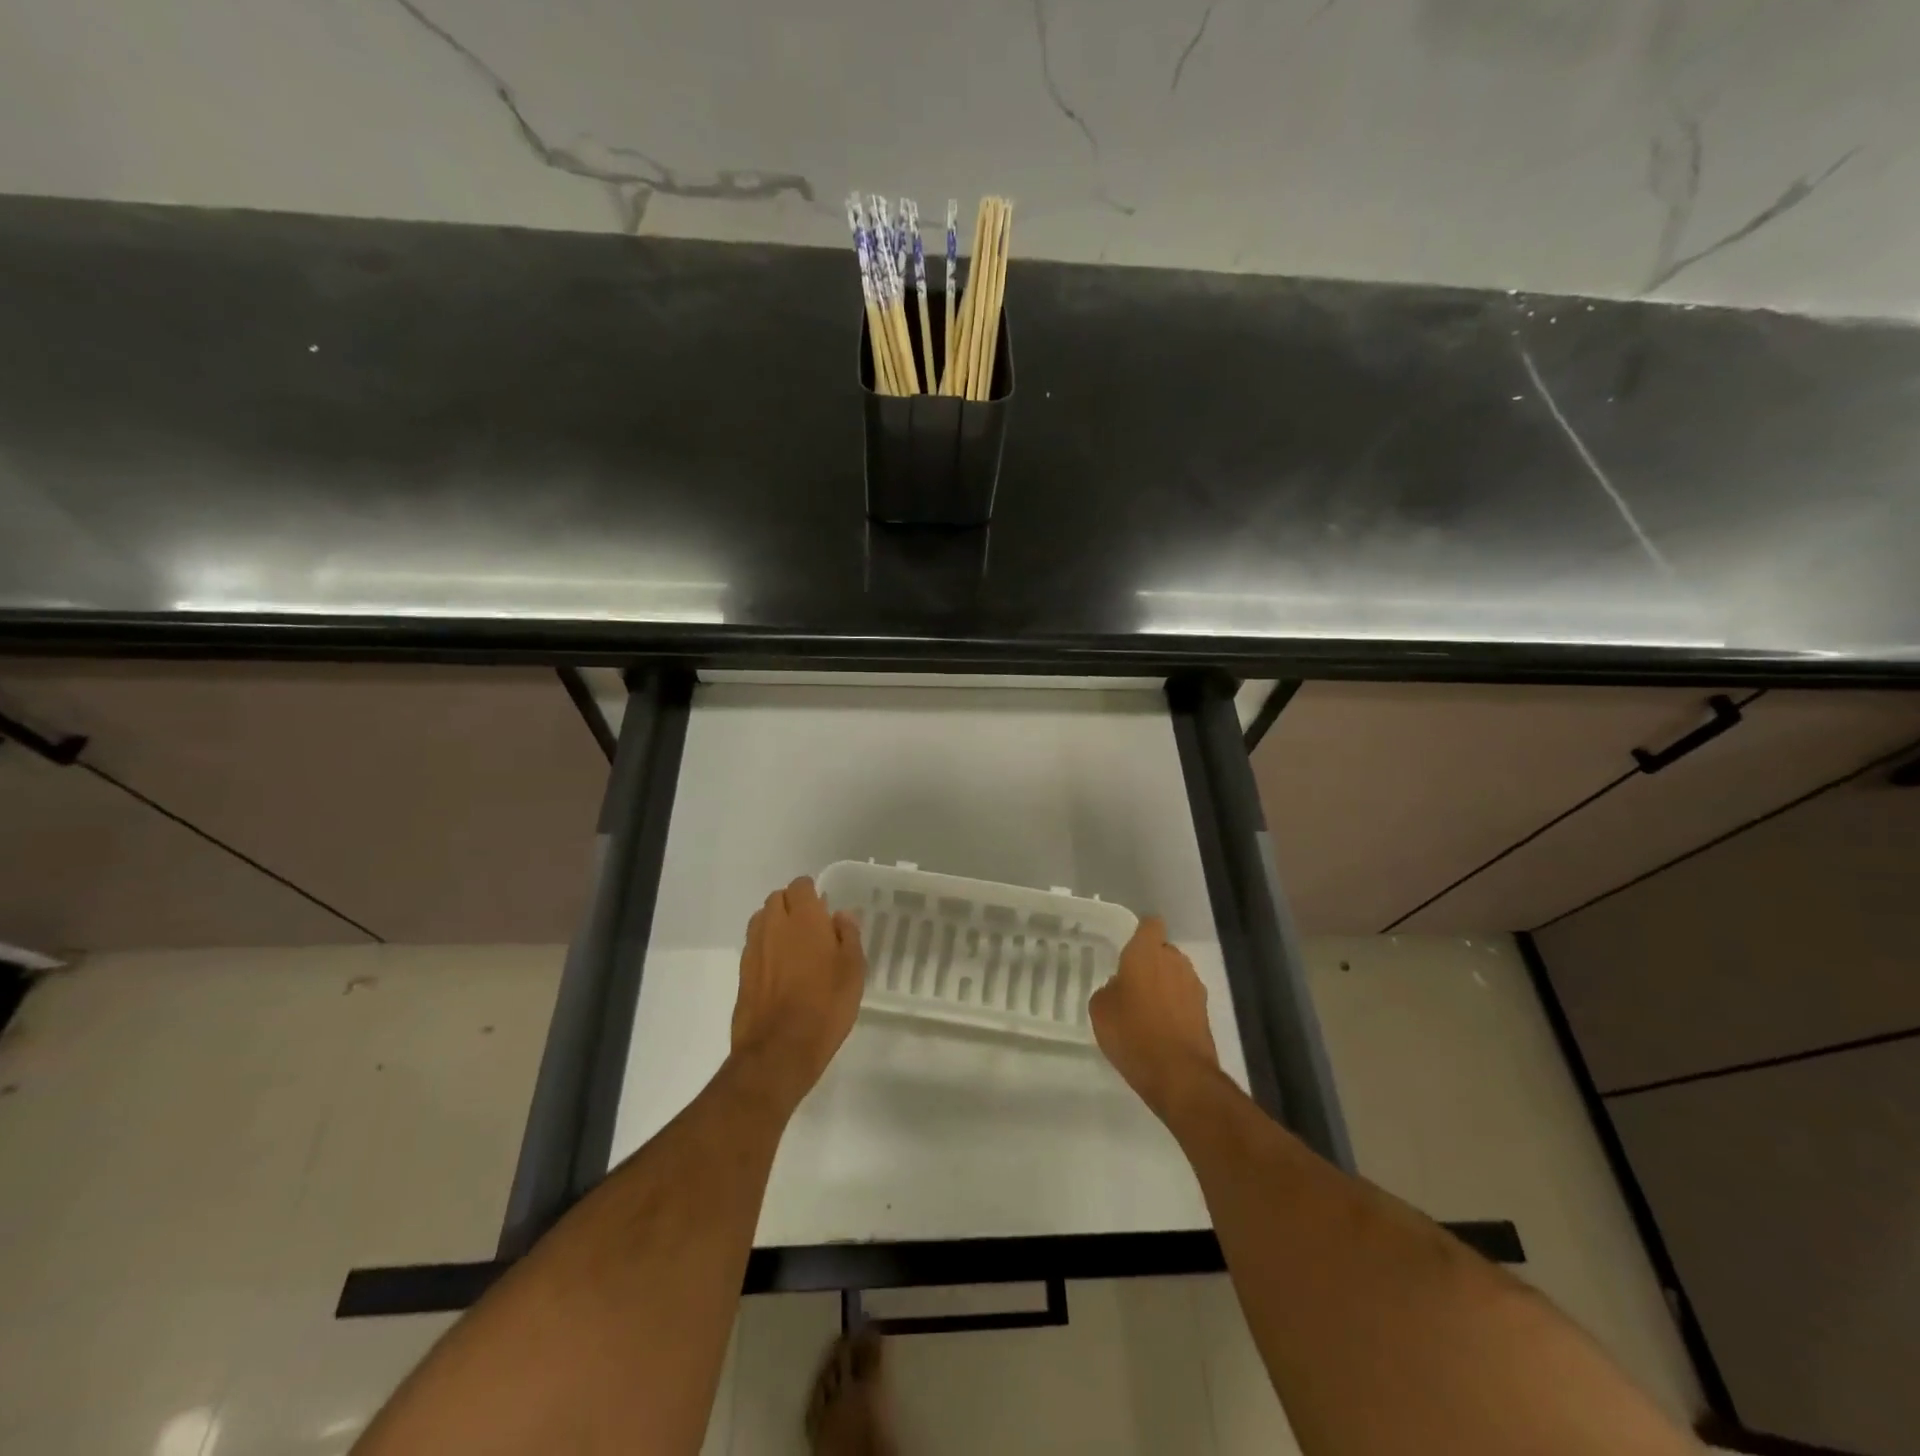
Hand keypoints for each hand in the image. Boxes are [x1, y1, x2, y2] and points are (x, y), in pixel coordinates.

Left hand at [731, 877, 866, 1109]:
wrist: (778, 1051)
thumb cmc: (825, 1007)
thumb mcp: (853, 971)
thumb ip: (848, 936)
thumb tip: (841, 915)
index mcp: (804, 919)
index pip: (801, 886)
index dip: (812, 893)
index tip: (825, 909)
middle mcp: (774, 926)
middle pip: (778, 898)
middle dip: (793, 905)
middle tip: (812, 927)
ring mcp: (754, 949)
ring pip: (762, 919)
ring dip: (776, 923)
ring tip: (795, 946)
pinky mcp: (742, 972)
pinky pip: (755, 945)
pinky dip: (766, 947)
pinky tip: (781, 970)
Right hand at [1089, 916, 1219, 1122]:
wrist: (1179, 1074)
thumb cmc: (1132, 1033)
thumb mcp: (1100, 1009)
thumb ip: (1109, 989)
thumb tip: (1121, 987)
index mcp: (1146, 952)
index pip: (1150, 924)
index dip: (1141, 932)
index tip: (1129, 947)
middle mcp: (1174, 961)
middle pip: (1164, 950)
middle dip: (1151, 962)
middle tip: (1132, 984)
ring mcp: (1194, 986)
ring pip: (1176, 974)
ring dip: (1165, 984)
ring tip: (1147, 1009)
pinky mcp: (1205, 1011)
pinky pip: (1185, 998)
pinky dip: (1175, 1007)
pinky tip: (1161, 1028)